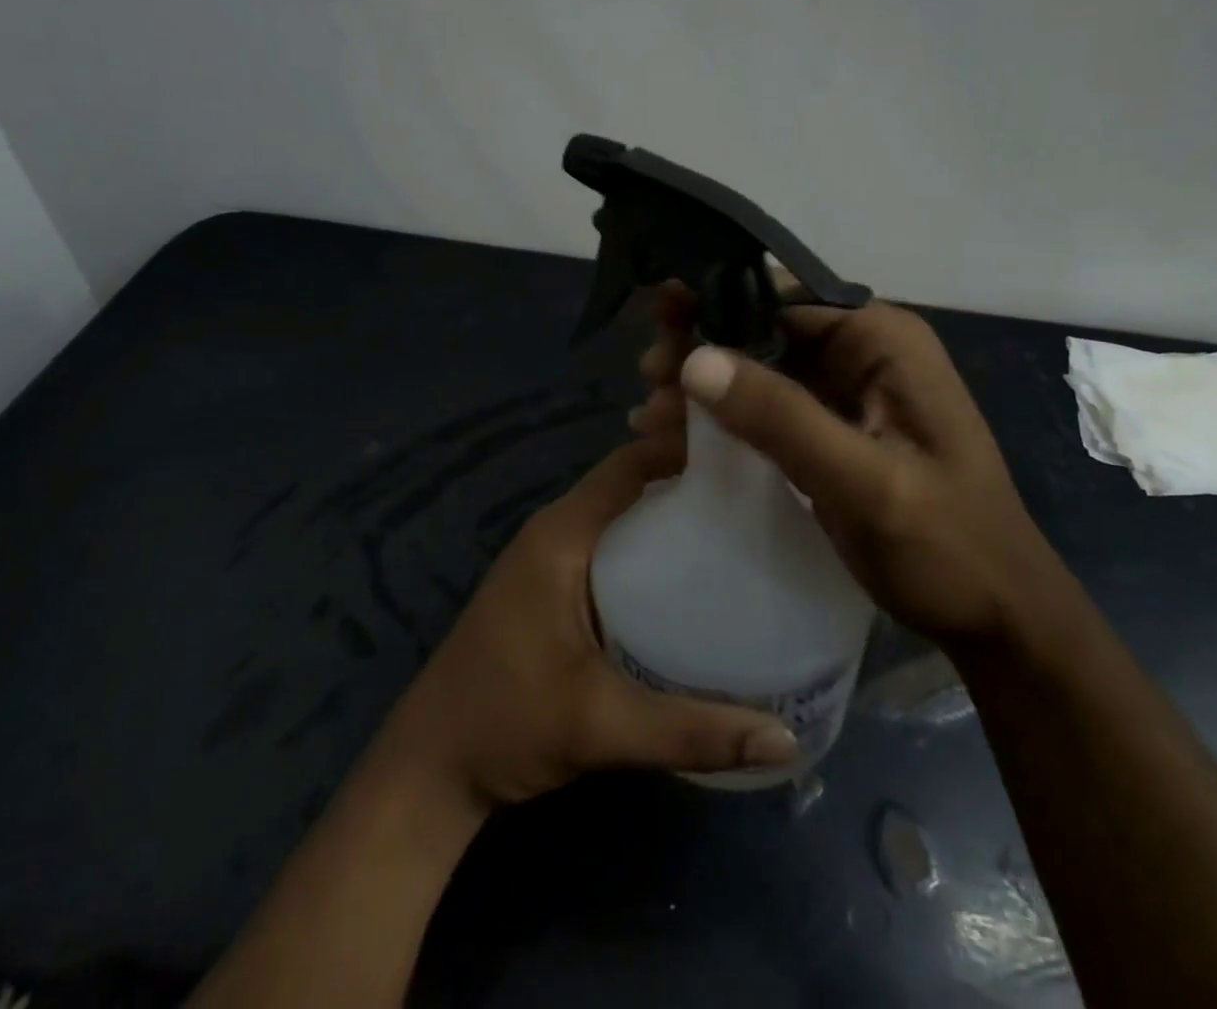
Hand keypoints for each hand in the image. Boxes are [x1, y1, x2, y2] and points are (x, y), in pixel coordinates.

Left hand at [378, 437, 798, 808]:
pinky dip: (651, 546)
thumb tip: (785, 738)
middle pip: (631, 483)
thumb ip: (690, 730)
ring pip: (622, 515)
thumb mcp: (601, 725)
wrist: (430, 768)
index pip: (630, 465)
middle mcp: (556, 532)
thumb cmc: (506, 725)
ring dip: (670, 513)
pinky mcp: (552, 587)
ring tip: (740, 525)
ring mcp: (551, 559)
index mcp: (561, 535)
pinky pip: (612, 544)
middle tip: (757, 493)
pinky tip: (693, 576)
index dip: (683, 449)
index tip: (746, 454)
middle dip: (688, 480)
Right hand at [635, 287, 1053, 643]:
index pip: (783, 297)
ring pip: (758, 371)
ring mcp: (846, 393)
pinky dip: (723, 422)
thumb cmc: (947, 546)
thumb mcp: (863, 482)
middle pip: (764, 331)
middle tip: (646, 375)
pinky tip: (674, 438)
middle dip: (702, 349)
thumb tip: (695, 358)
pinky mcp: (832, 431)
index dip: (716, 303)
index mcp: (882, 340)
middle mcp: (863, 353)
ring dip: (704, 388)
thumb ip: (782, 418)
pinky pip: (768, 410)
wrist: (997, 619)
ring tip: (647, 415)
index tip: (658, 320)